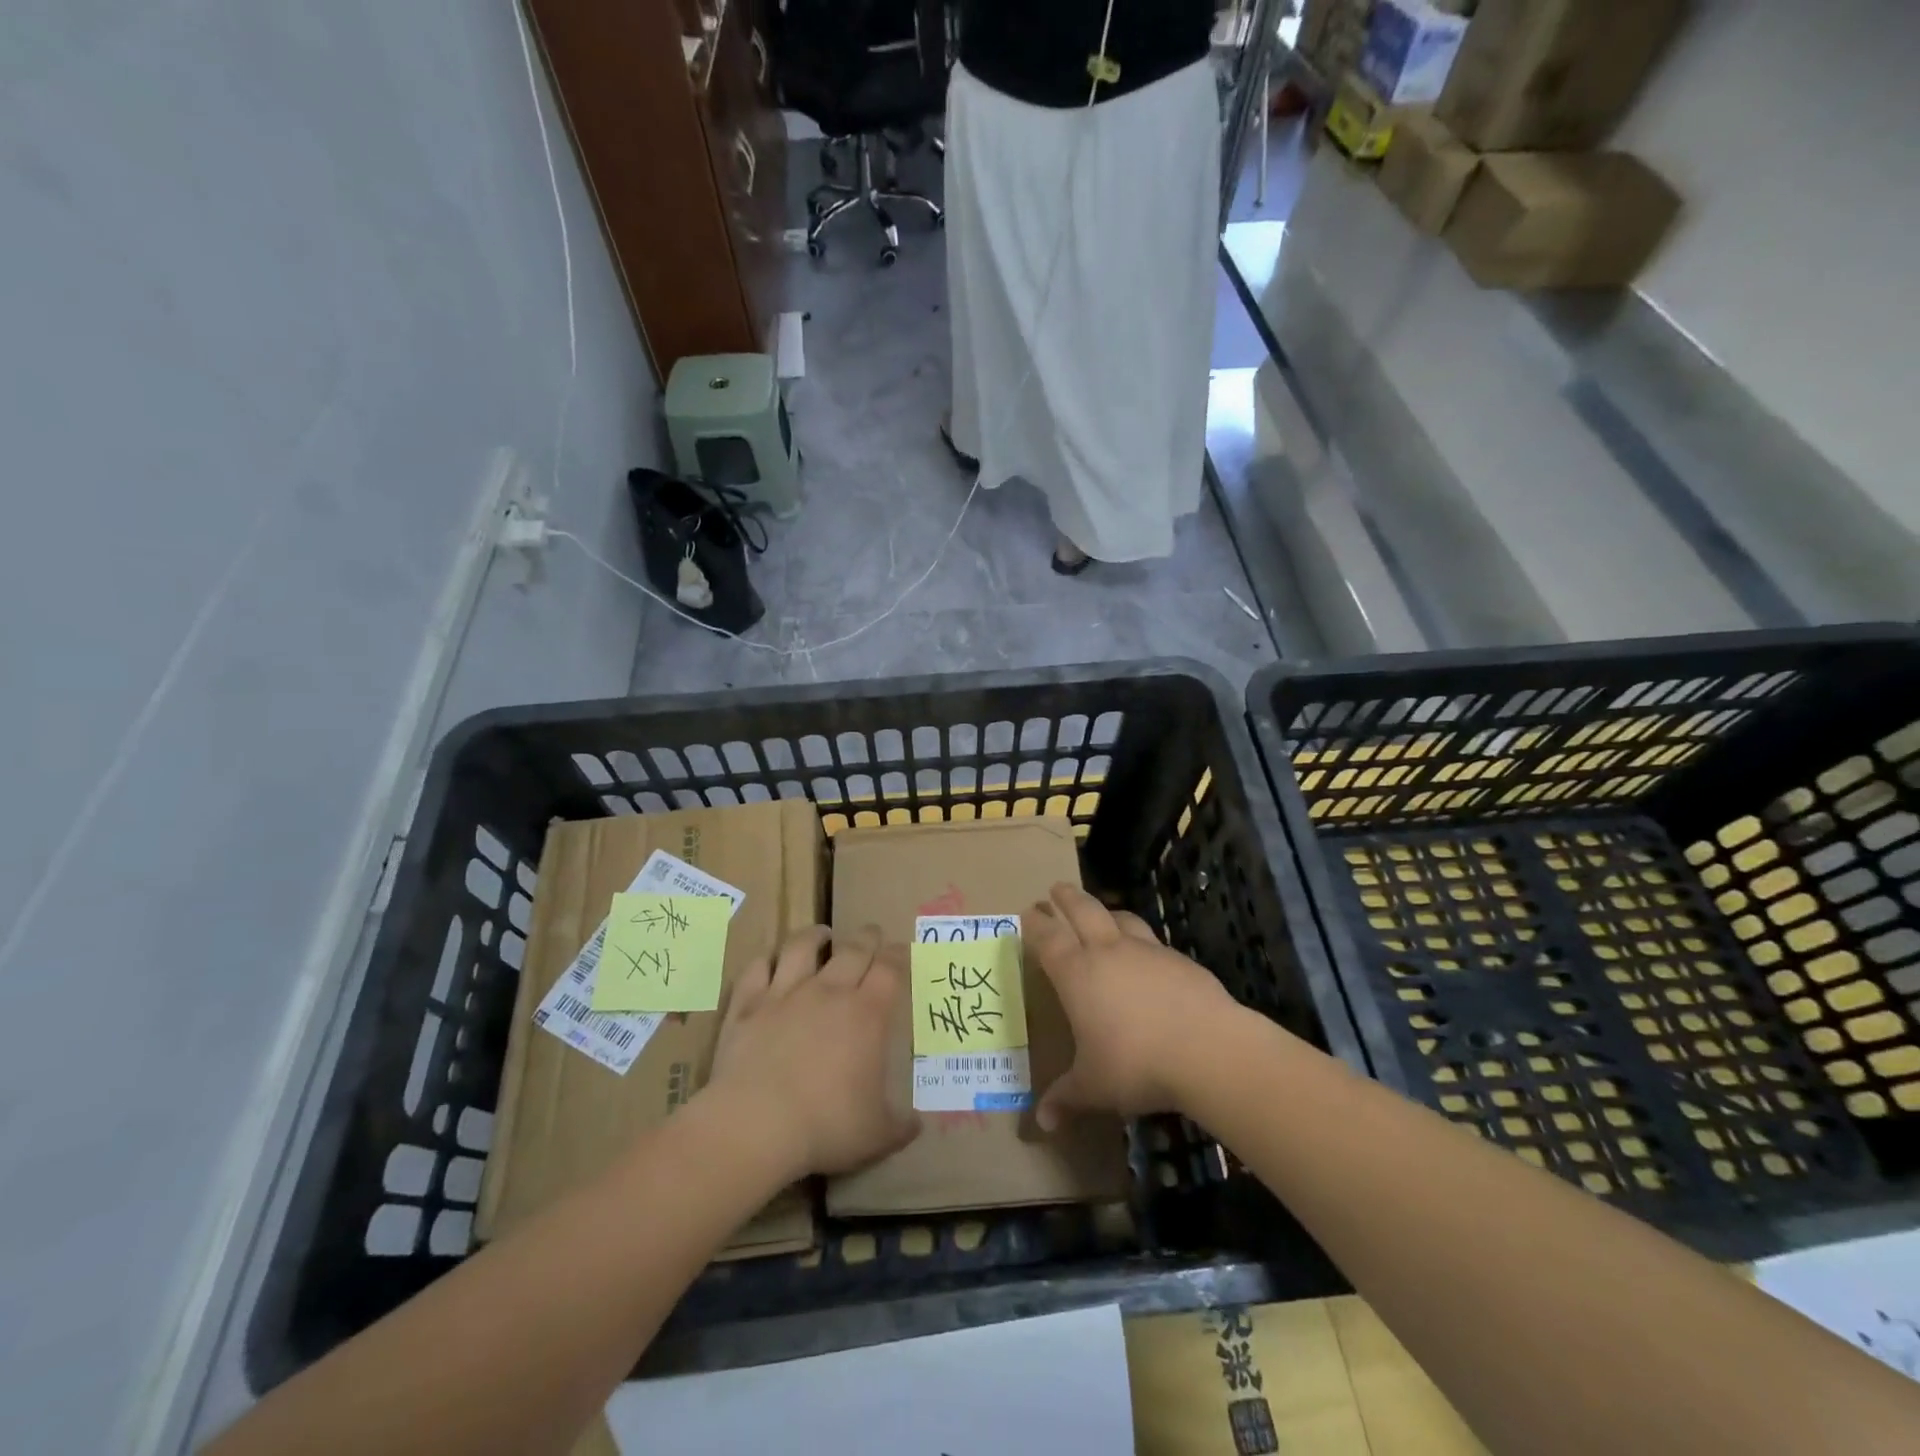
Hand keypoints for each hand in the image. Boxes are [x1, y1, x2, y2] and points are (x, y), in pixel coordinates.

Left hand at [703, 924, 919, 1178]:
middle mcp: (829, 991)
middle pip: (853, 949)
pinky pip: (756, 969)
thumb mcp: (877, 1135)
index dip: (897, 955)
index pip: (889, 968)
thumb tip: (918, 1124)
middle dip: (866, 937)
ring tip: (820, 934)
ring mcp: (785, 993)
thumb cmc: (826, 1126)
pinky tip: (768, 962)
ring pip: (801, 947)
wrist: (756, 1124)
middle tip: (871, 934)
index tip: (900, 951)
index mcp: (867, 1014)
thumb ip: (900, 1126)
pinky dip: (764, 961)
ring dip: (814, 935)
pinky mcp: (748, 1005)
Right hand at [1027, 883, 1241, 1129]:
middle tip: (1057, 888)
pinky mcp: (1180, 960)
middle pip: (1083, 911)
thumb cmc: (1136, 1064)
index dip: (1036, 923)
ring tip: (1102, 912)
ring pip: (1121, 918)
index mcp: (1077, 974)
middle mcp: (1108, 952)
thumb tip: (1040, 1124)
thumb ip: (1065, 1099)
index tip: (1028, 911)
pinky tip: (1147, 955)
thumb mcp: (1094, 1087)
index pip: (1049, 938)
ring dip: (1106, 911)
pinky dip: (1141, 939)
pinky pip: (1153, 941)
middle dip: (1067, 898)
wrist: (1208, 1050)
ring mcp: (1147, 951)